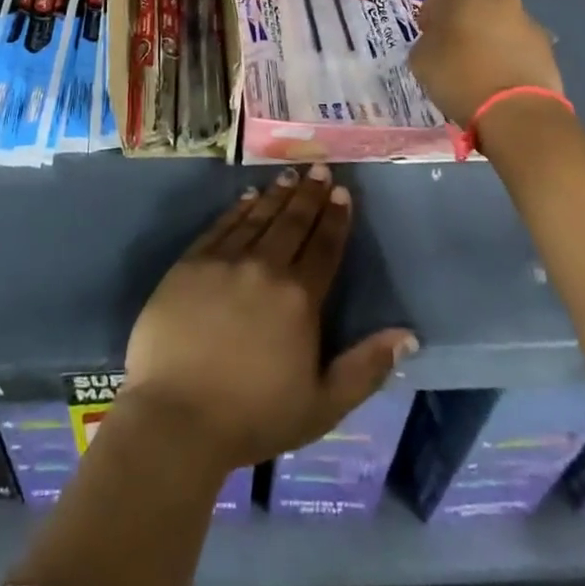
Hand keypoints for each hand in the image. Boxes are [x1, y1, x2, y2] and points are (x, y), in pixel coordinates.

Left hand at [122, 164, 416, 471]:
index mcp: (299, 298)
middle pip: (292, 223)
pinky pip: (221, 226)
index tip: (342, 192)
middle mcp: (264, 268)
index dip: (335, 218)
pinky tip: (247, 197)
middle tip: (319, 168)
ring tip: (290, 176)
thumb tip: (407, 334)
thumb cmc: (253, 417)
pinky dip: (238, 209)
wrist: (177, 416)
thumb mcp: (323, 405)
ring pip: (257, 217)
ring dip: (276, 195)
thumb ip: (366, 367)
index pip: (324, 247)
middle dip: (309, 194)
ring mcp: (224, 261)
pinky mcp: (190, 263)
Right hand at [409, 0, 563, 127]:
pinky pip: (519, 41)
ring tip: (481, 65)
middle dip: (463, 19)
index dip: (431, 13)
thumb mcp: (420, 58)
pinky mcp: (546, 42)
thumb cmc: (458, 77)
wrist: (515, 110)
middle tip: (454, 47)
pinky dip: (509, 52)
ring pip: (499, 20)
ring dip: (489, 35)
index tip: (428, 34)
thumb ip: (427, 39)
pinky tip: (501, 76)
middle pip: (474, 2)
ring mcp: (525, 17)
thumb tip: (438, 39)